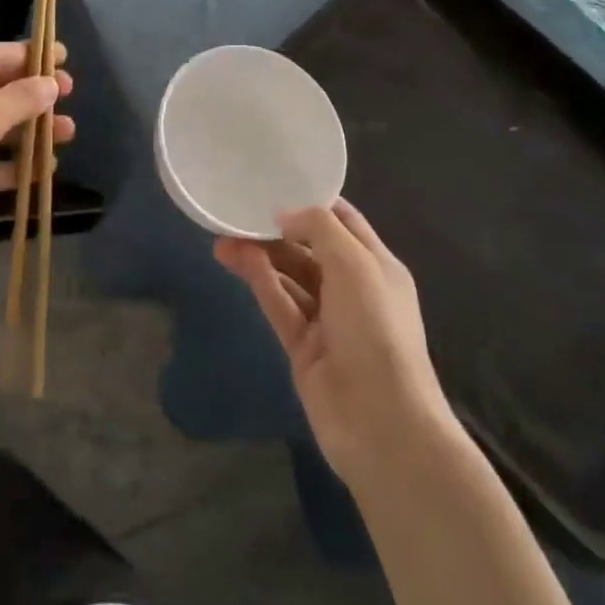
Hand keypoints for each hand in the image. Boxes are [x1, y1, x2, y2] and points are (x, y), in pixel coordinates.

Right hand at [216, 201, 457, 489]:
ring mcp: (326, 320)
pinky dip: (259, 280)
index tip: (278, 182)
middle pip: (310, 249)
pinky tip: (236, 259)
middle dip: (278, 229)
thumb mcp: (356, 264)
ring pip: (289, 276)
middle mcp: (353, 289)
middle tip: (238, 212)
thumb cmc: (377, 330)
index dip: (314, 202)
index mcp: (377, 266)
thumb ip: (319, 228)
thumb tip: (283, 212)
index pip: (344, 222)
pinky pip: (279, 304)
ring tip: (223, 236)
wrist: (381, 422)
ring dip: (260, 254)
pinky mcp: (303, 346)